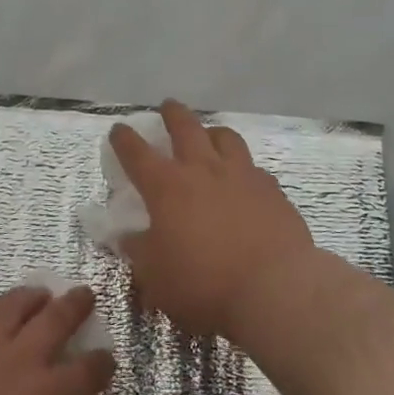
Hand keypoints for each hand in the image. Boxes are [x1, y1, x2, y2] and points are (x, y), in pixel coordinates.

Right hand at [110, 100, 316, 340]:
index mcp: (167, 187)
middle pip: (185, 127)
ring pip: (225, 137)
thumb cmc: (204, 283)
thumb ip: (139, 252)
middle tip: (168, 106)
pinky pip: (254, 168)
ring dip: (212, 132)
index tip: (119, 129)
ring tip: (210, 135)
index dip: (125, 139)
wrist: (274, 288)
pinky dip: (243, 168)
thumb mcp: (156, 277)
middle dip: (173, 114)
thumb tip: (128, 237)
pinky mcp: (272, 189)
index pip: (137, 153)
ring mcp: (241, 175)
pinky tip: (245, 180)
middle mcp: (203, 170)